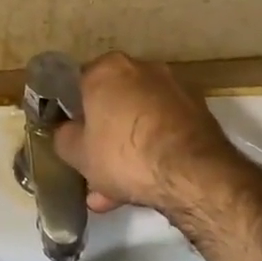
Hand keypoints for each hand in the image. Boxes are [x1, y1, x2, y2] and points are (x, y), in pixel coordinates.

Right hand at [54, 52, 243, 216]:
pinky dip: (152, 151)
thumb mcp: (76, 153)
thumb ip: (63, 137)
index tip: (71, 138)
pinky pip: (162, 131)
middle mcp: (143, 68)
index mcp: (108, 68)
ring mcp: (174, 89)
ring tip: (114, 191)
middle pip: (112, 104)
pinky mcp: (198, 112)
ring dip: (126, 150)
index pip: (79, 84)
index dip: (72, 114)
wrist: (193, 174)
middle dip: (102, 137)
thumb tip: (67, 132)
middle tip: (93, 169)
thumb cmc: (124, 154)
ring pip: (138, 121)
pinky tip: (142, 186)